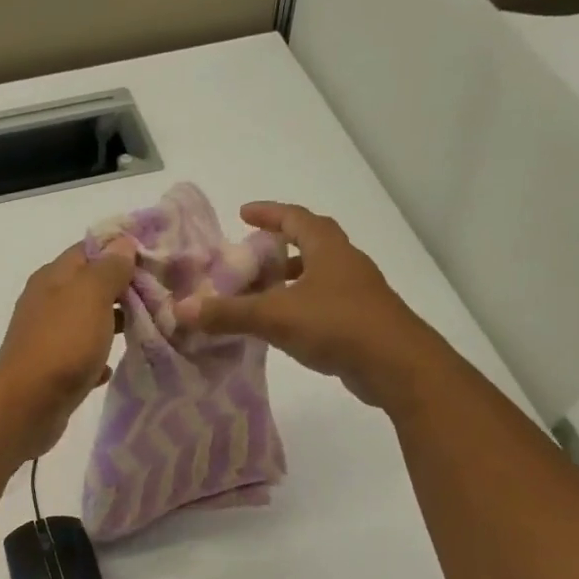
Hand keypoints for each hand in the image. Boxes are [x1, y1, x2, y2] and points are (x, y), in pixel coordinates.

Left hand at [0, 238, 136, 459]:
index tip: (157, 257)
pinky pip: (81, 356)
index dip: (122, 249)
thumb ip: (109, 269)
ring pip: (87, 321)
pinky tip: (112, 368)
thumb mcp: (91, 296)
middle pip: (90, 286)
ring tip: (147, 329)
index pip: (90, 249)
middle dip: (123, 289)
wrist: (27, 406)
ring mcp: (48, 336)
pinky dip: (97, 359)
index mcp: (53, 277)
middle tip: (161, 296)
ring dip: (114, 324)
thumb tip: (122, 243)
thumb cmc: (62, 344)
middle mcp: (47, 302)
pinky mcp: (52, 369)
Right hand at [173, 202, 433, 406]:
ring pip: (318, 276)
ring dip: (290, 281)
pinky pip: (325, 304)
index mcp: (328, 249)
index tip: (243, 213)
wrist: (397, 366)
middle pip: (310, 244)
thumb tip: (180, 309)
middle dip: (278, 247)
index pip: (296, 218)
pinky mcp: (362, 322)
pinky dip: (302, 307)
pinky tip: (285, 327)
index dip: (269, 213)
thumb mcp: (274, 316)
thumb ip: (227, 313)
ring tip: (261, 295)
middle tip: (250, 258)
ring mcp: (358, 294)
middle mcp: (346, 264)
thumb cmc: (337, 325)